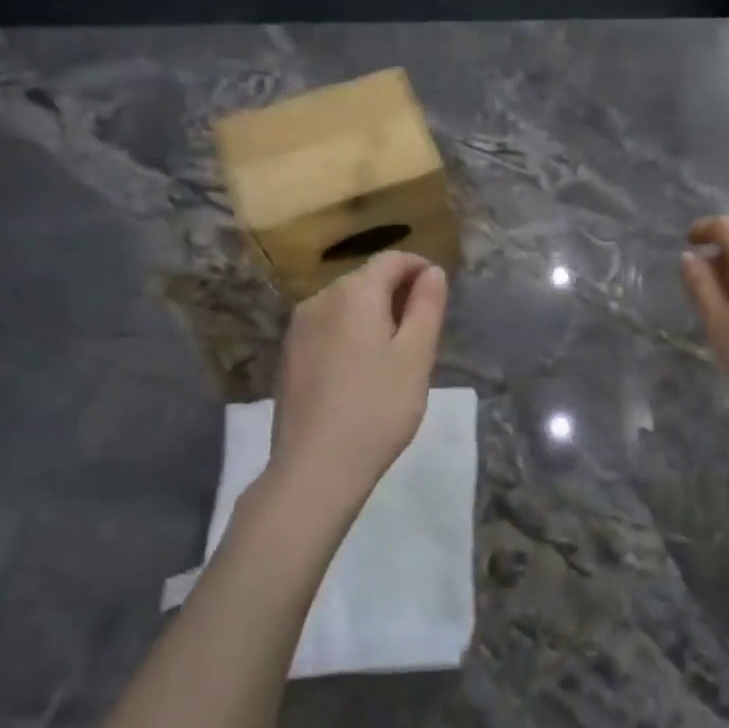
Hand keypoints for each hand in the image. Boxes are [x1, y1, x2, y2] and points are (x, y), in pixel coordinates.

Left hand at [266, 251, 447, 513]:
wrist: (315, 467)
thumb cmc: (378, 407)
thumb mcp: (417, 355)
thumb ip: (427, 306)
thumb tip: (432, 271)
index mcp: (355, 293)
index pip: (391, 260)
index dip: (419, 267)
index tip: (439, 291)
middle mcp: (320, 300)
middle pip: (366, 279)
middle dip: (397, 292)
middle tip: (424, 328)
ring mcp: (298, 329)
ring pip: (345, 305)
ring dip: (374, 314)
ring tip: (396, 351)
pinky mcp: (289, 357)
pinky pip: (328, 328)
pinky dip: (351, 333)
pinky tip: (363, 369)